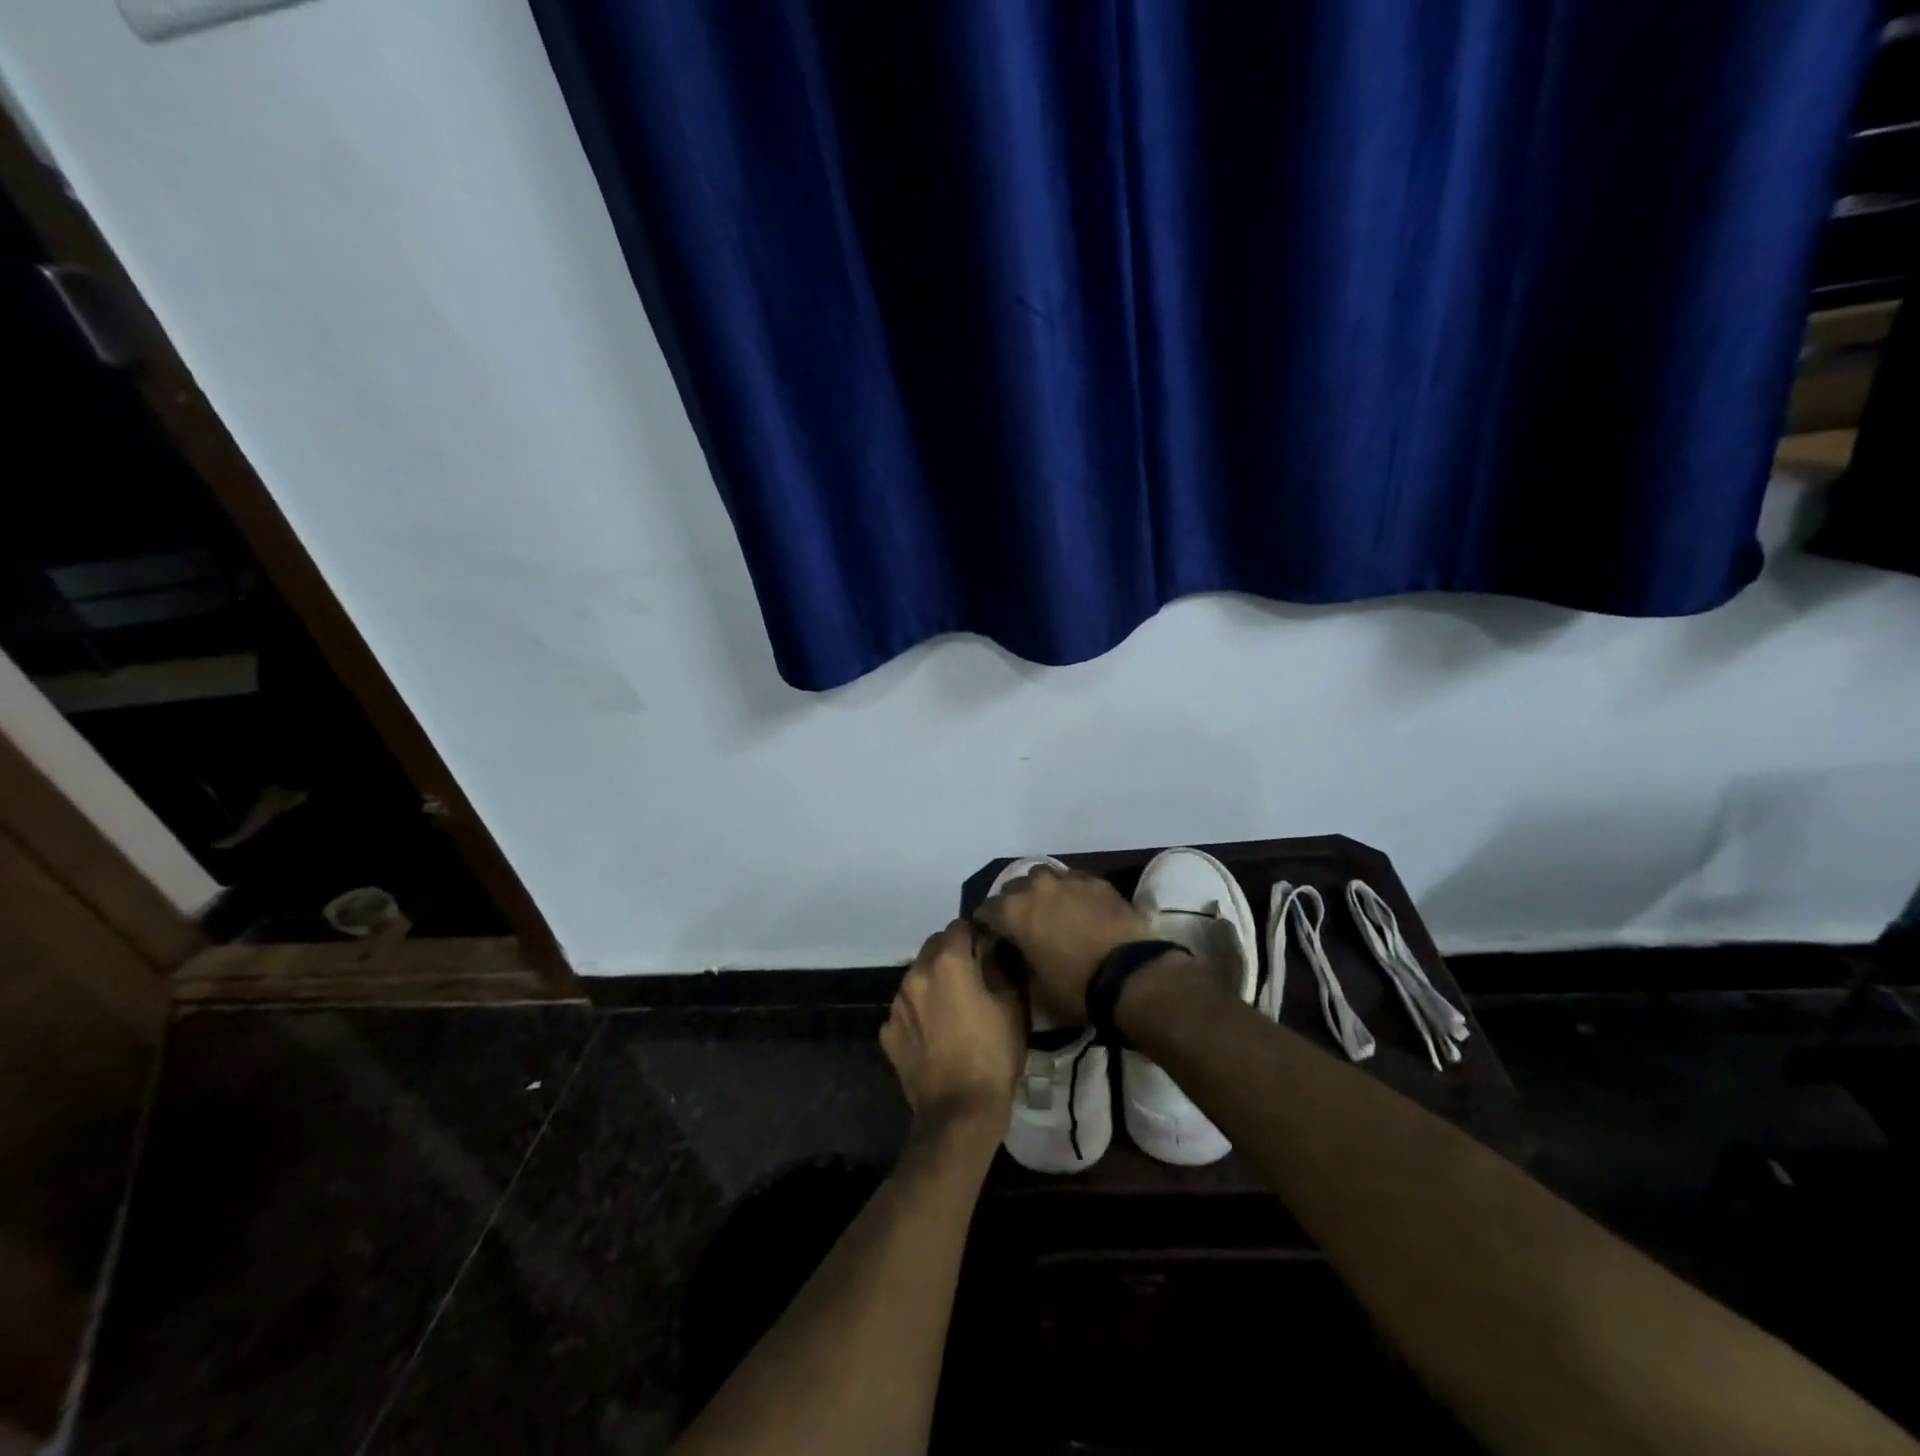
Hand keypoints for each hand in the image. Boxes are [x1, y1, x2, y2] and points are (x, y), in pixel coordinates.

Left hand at [880, 921, 1023, 1147]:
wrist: (959, 1113)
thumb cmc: (994, 1055)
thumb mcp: (1013, 1006)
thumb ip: (1001, 966)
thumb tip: (993, 947)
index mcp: (948, 962)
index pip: (959, 927)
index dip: (975, 935)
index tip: (987, 951)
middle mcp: (916, 974)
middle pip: (933, 947)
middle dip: (951, 954)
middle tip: (972, 979)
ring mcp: (897, 1004)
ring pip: (917, 977)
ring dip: (933, 982)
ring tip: (952, 1009)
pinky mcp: (887, 1032)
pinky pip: (905, 1009)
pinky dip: (918, 1013)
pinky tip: (935, 1035)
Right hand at [974, 865, 1150, 1026]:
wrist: (1129, 975)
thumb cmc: (1075, 987)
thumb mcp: (1036, 985)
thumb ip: (1019, 961)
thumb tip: (1018, 954)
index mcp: (1013, 912)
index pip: (986, 910)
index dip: (987, 924)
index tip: (992, 937)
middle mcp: (1035, 887)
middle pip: (1014, 888)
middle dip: (1014, 904)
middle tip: (1023, 924)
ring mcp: (1068, 879)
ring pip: (1044, 876)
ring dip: (1041, 891)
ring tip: (1051, 909)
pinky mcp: (1096, 881)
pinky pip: (1074, 880)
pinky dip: (1070, 892)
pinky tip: (1079, 907)